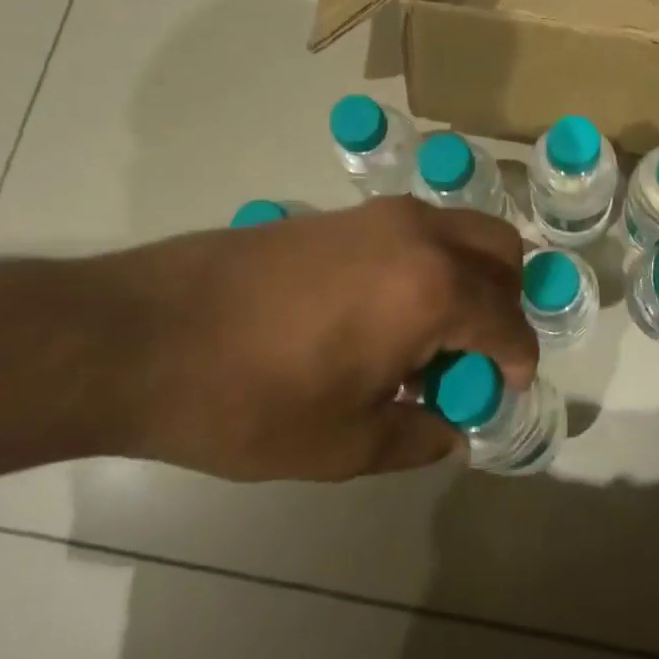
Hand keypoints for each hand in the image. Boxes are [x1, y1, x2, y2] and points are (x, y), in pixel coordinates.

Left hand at [98, 198, 536, 480]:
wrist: (142, 336)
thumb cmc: (251, 399)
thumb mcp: (345, 444)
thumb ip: (418, 436)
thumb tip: (452, 429)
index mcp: (433, 288)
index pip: (509, 323)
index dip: (516, 364)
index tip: (503, 393)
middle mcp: (418, 235)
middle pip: (501, 252)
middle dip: (505, 303)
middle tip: (474, 356)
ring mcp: (376, 216)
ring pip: (458, 233)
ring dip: (466, 281)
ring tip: (427, 342)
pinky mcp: (339, 214)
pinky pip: (414, 234)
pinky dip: (427, 267)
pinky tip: (383, 318)